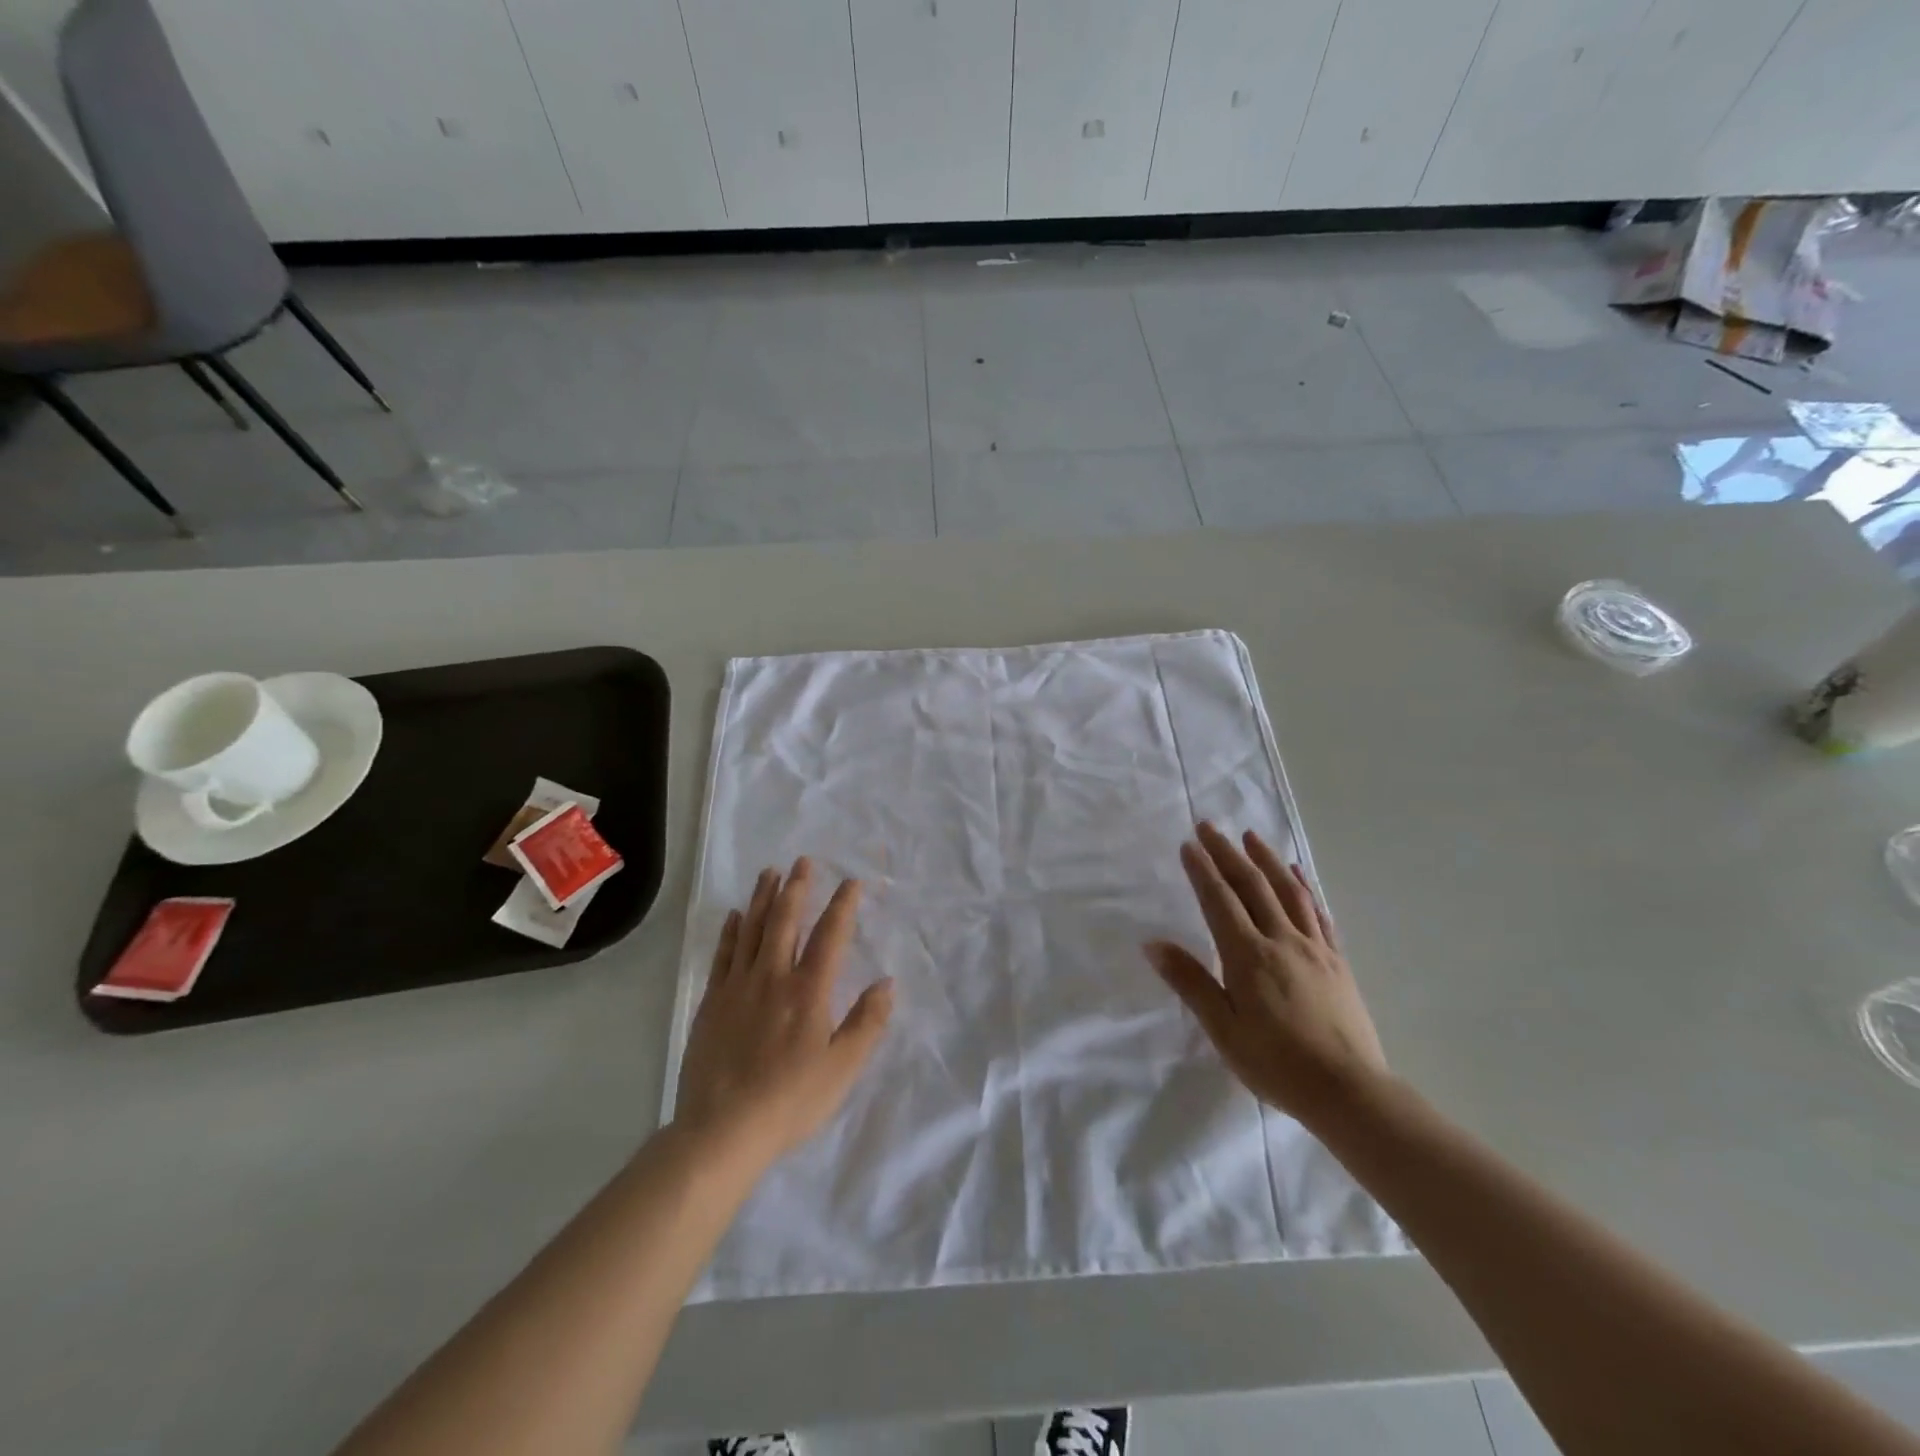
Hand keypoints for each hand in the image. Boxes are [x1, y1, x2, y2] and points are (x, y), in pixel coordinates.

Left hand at [674, 859, 893, 1169]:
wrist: (721, 1130)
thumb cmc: (790, 1101)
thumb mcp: (842, 1069)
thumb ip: (867, 1023)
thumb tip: (887, 982)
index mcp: (809, 991)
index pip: (830, 936)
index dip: (843, 906)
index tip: (852, 882)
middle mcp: (773, 977)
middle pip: (786, 921)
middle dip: (798, 888)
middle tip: (803, 861)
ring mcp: (738, 987)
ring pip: (753, 930)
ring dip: (764, 898)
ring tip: (770, 872)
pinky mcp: (712, 1002)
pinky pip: (724, 955)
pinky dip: (732, 931)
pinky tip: (736, 915)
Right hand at [1146, 823, 1387, 1128]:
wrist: (1350, 1092)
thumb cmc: (1277, 1064)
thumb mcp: (1223, 1029)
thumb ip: (1190, 982)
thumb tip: (1152, 944)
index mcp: (1248, 956)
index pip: (1220, 901)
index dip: (1202, 870)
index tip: (1188, 844)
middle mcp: (1281, 940)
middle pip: (1252, 886)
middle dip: (1227, 853)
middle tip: (1209, 826)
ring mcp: (1314, 948)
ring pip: (1287, 892)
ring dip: (1266, 860)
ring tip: (1251, 837)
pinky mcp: (1337, 961)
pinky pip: (1318, 914)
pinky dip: (1305, 888)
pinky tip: (1298, 875)